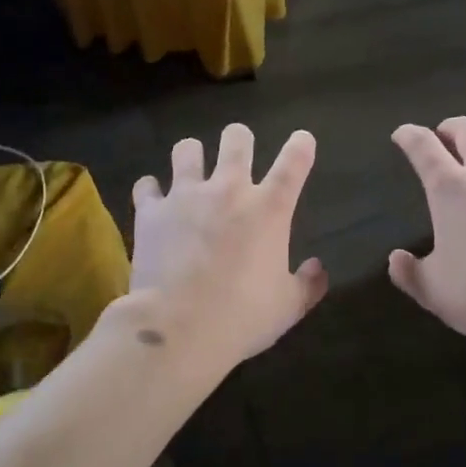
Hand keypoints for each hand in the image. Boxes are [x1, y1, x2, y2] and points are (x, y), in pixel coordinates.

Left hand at [128, 124, 327, 368]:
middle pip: (237, 138)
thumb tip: (318, 268)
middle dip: (240, 139)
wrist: (178, 328)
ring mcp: (186, 196)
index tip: (302, 140)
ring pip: (187, 149)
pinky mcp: (151, 211)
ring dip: (193, 156)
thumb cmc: (242, 317)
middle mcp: (229, 190)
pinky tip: (154, 200)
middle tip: (238, 153)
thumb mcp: (288, 307)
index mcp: (269, 209)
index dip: (300, 145)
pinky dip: (152, 190)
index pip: (294, 161)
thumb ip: (308, 284)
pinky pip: (147, 185)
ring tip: (192, 169)